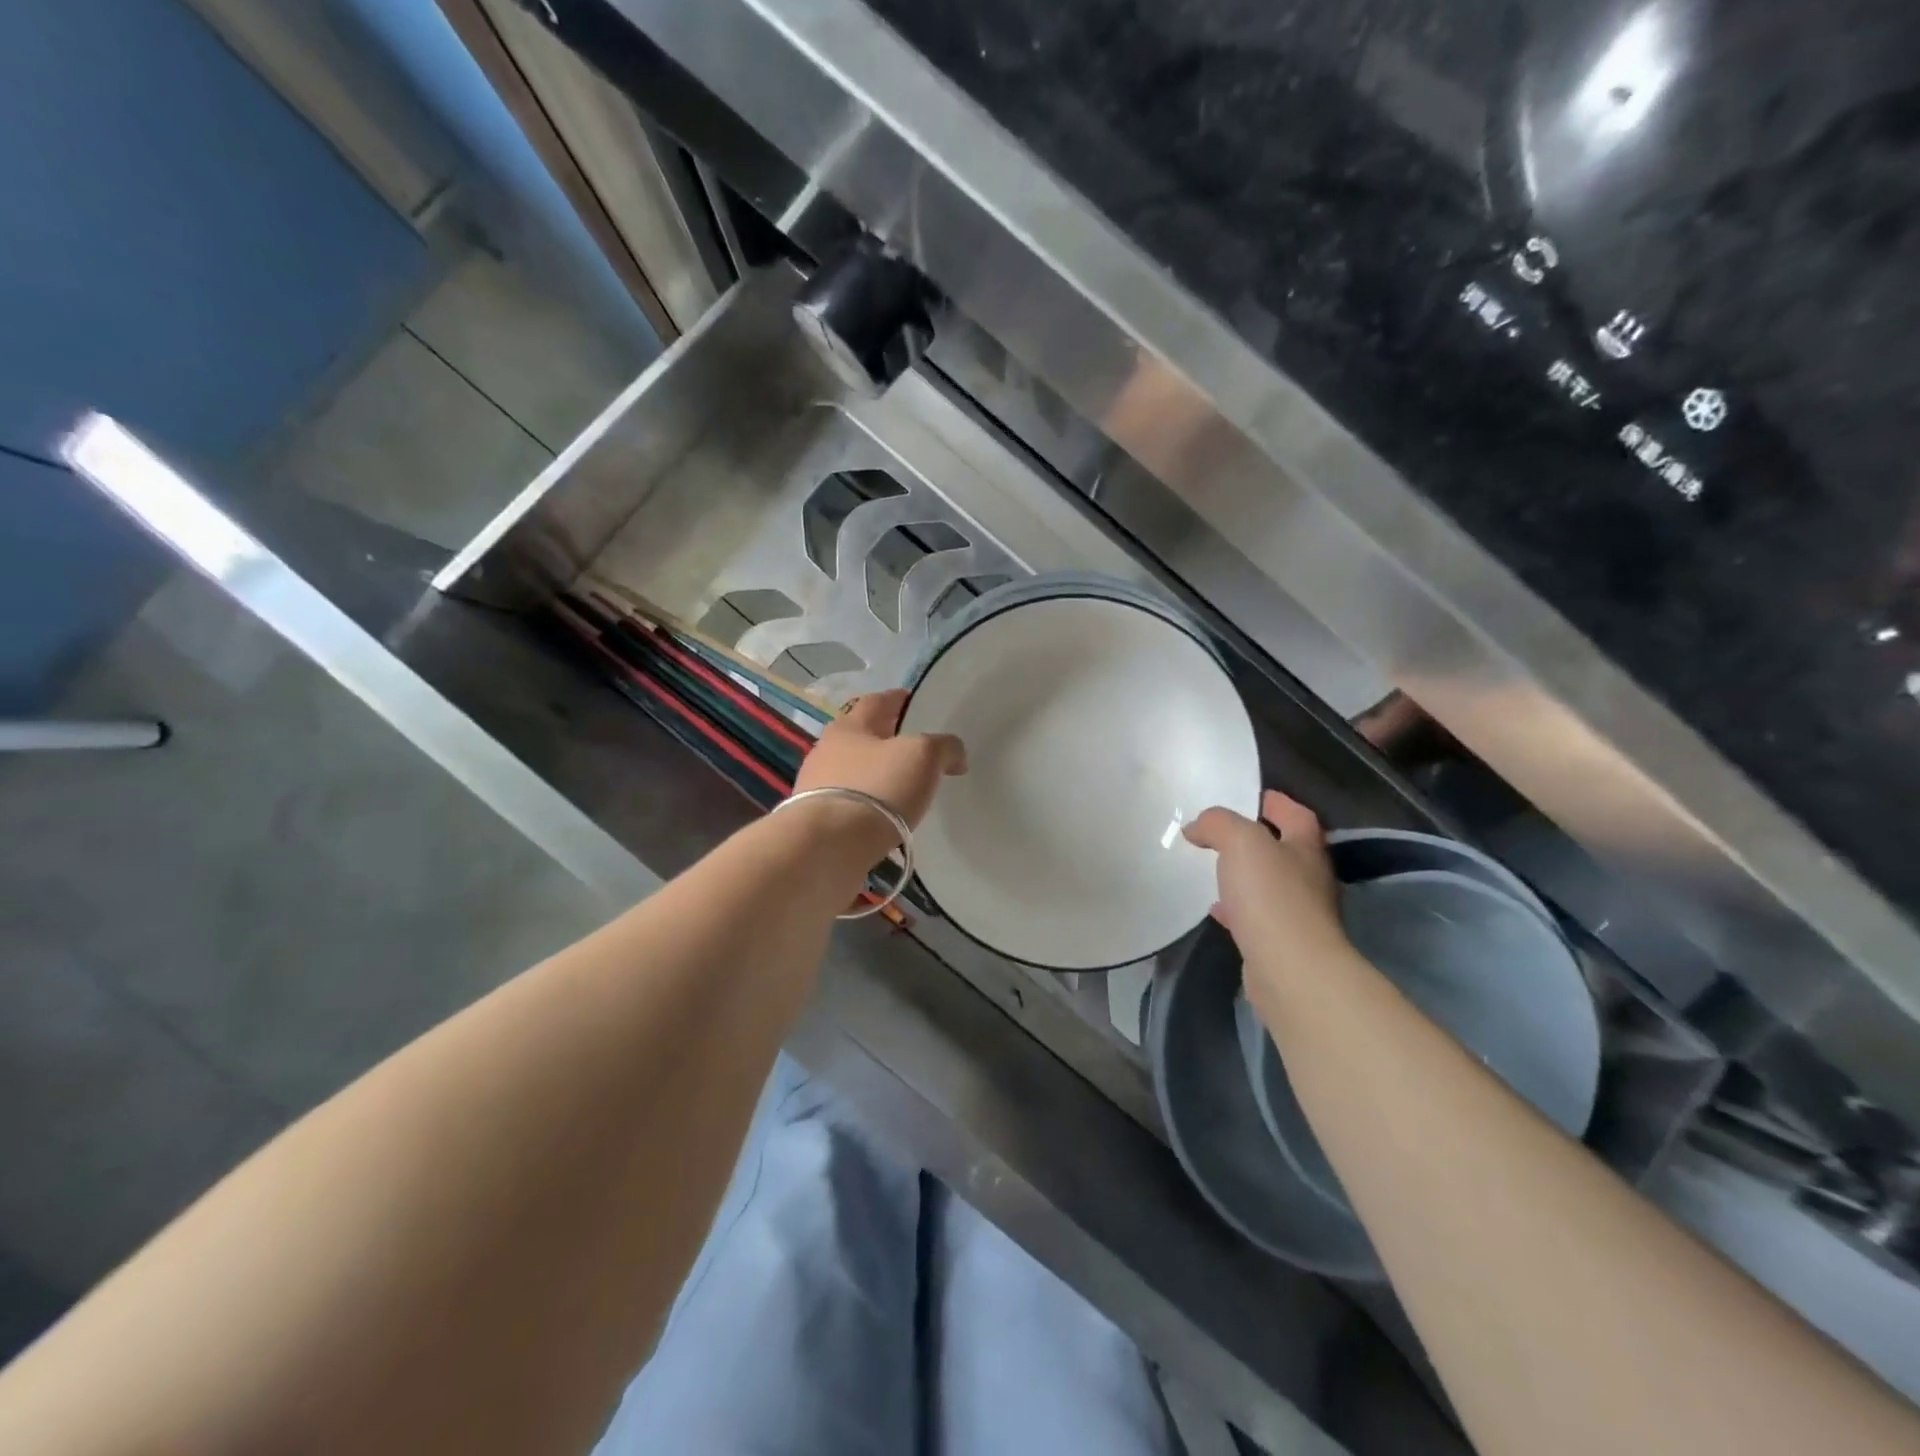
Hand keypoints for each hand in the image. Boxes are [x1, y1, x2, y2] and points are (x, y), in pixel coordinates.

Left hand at [790, 690, 966, 855]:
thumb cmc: (878, 787)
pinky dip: (867, 806)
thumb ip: (944, 747)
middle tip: (914, 750)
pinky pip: (849, 805)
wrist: (829, 845)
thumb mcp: (923, 756)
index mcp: (850, 726)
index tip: (915, 702)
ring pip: (853, 772)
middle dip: (885, 740)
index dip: (898, 700)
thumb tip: (954, 754)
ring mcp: (817, 787)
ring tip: (902, 789)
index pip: (877, 702)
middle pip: (861, 737)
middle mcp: (827, 750)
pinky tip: (883, 818)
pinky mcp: (816, 821)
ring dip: (875, 776)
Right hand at [1183, 791, 1353, 1023]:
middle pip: (1286, 849)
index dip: (1275, 802)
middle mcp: (1309, 878)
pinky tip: (1216, 909)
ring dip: (1245, 875)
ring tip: (1213, 869)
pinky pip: (1257, 916)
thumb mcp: (1241, 842)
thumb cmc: (1272, 897)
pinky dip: (1237, 908)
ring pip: (1269, 884)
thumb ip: (1219, 824)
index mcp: (1306, 848)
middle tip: (1222, 832)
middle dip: (1258, 839)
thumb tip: (1197, 826)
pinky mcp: (1282, 943)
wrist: (1291, 971)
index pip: (1297, 815)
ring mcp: (1299, 914)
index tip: (1250, 796)